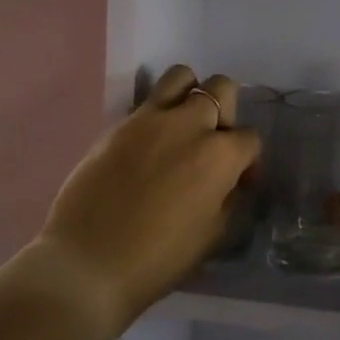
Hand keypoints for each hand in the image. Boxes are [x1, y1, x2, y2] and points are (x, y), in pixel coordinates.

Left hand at [38, 65, 260, 330]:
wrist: (88, 264)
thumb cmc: (159, 260)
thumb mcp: (213, 235)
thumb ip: (228, 197)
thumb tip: (231, 180)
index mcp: (220, 155)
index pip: (250, 138)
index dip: (248, 160)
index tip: (238, 181)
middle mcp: (189, 125)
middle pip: (221, 89)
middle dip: (226, 112)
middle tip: (213, 142)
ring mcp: (150, 119)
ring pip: (181, 76)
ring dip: (190, 95)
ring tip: (182, 124)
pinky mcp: (118, 124)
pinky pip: (146, 101)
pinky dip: (157, 112)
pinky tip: (149, 142)